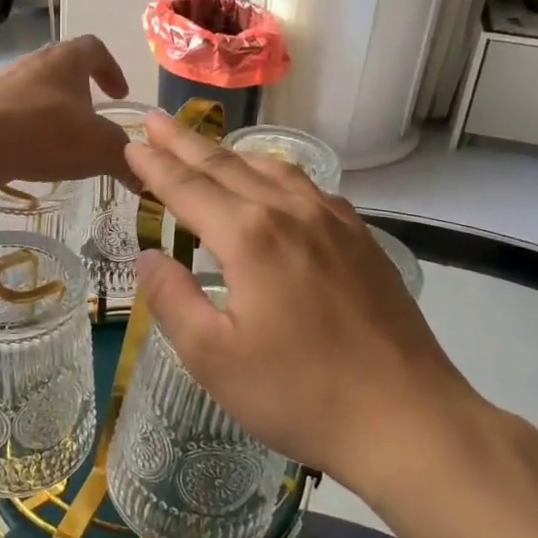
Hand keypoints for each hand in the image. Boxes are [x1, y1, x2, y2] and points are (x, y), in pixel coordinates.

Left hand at [0, 35, 132, 187]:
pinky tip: (28, 151)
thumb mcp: (98, 148)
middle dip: (81, 90)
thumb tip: (143, 178)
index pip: (95, 49)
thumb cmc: (46, 133)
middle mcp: (34, 61)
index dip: (111, 69)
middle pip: (63, 66)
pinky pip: (11, 109)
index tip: (119, 95)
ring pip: (35, 88)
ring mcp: (2, 81)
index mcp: (66, 59)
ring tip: (60, 139)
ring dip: (51, 108)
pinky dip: (25, 125)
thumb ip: (125, 159)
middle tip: (91, 117)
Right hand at [124, 111, 491, 492]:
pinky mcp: (360, 238)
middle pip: (226, 165)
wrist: (407, 418)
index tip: (130, 144)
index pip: (188, 188)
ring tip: (205, 144)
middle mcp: (290, 212)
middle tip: (154, 119)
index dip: (155, 166)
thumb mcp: (213, 358)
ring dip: (230, 152)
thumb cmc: (299, 394)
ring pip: (271, 168)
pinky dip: (274, 172)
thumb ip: (173, 299)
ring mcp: (332, 221)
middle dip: (184, 142)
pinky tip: (273, 183)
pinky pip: (307, 186)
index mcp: (249, 236)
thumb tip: (149, 256)